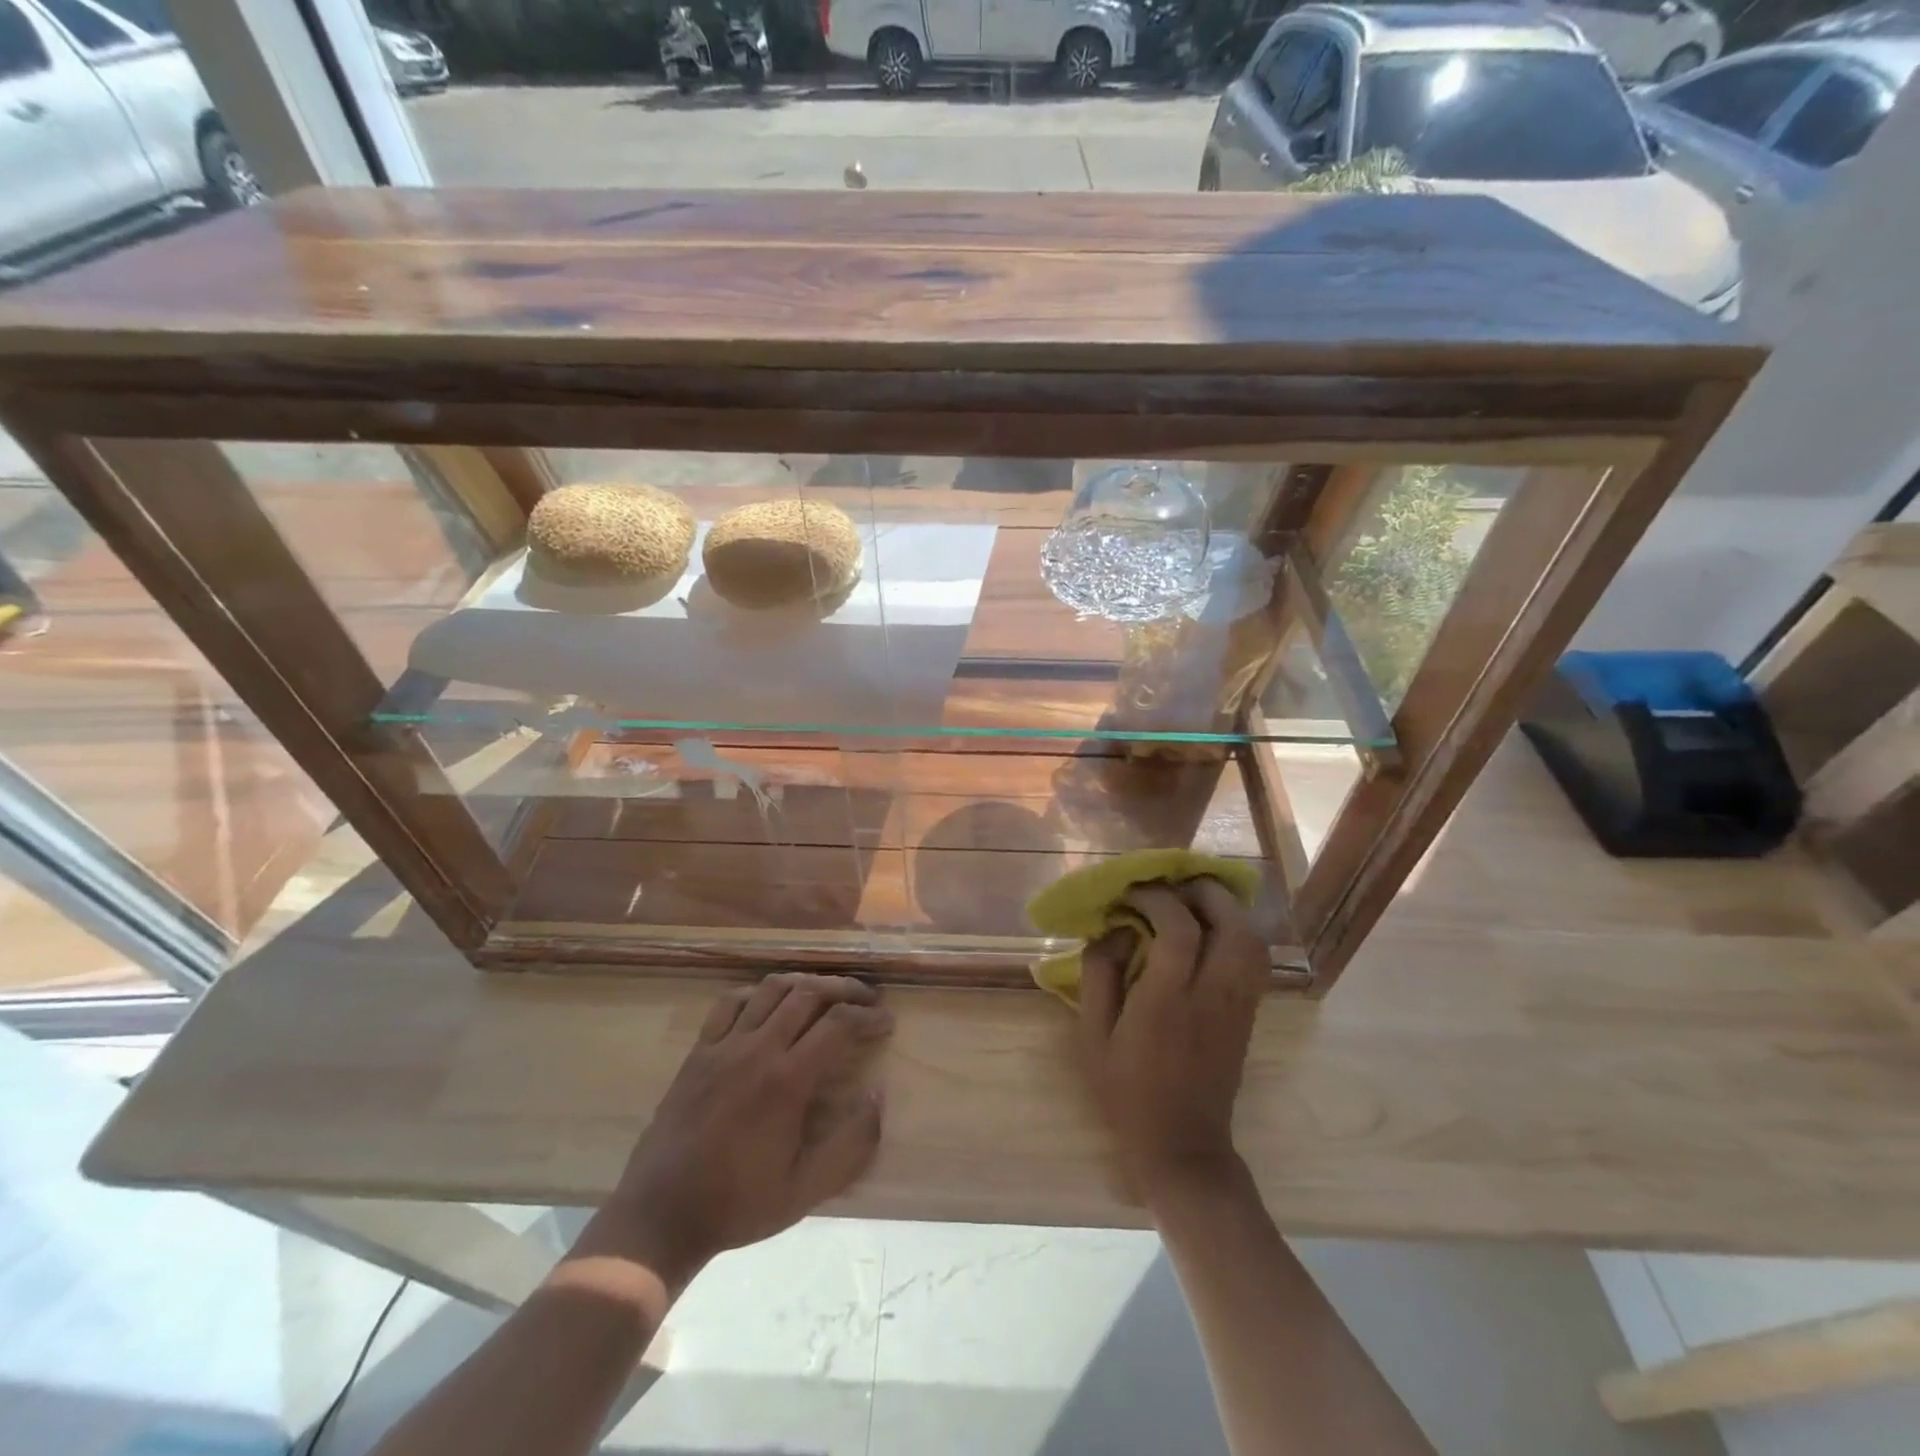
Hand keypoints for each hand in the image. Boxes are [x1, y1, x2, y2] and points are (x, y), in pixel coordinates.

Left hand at [604, 974, 891, 1284]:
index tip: (886, 1022)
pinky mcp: (699, 1050)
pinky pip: (731, 1001)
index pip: (838, 1024)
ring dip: (806, 982)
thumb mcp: (805, 1190)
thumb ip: (851, 1146)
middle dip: (845, 989)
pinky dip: (758, 992)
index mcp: (787, 1081)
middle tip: (866, 999)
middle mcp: (758, 1049)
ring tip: (826, 992)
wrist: (660, 1214)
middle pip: (809, 993)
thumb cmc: (738, 1204)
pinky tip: (771, 1002)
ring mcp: (724, 1045)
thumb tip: (878, 1097)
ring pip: (772, 988)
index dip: (868, 1017)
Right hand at [1077, 878, 1265, 1204]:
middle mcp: (1213, 995)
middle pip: (1231, 923)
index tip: (1132, 894)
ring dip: (1224, 909)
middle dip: (1202, 892)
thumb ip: (1099, 973)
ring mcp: (1239, 1005)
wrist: (1182, 1147)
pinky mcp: (1250, 1014)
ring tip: (1192, 903)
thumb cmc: (1126, 1091)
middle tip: (1171, 887)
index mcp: (1168, 1001)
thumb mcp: (1093, 1034)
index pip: (1179, 929)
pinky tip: (1209, 934)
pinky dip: (1236, 932)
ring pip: (1252, 939)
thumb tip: (1115, 929)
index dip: (1157, 898)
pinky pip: (1255, 959)